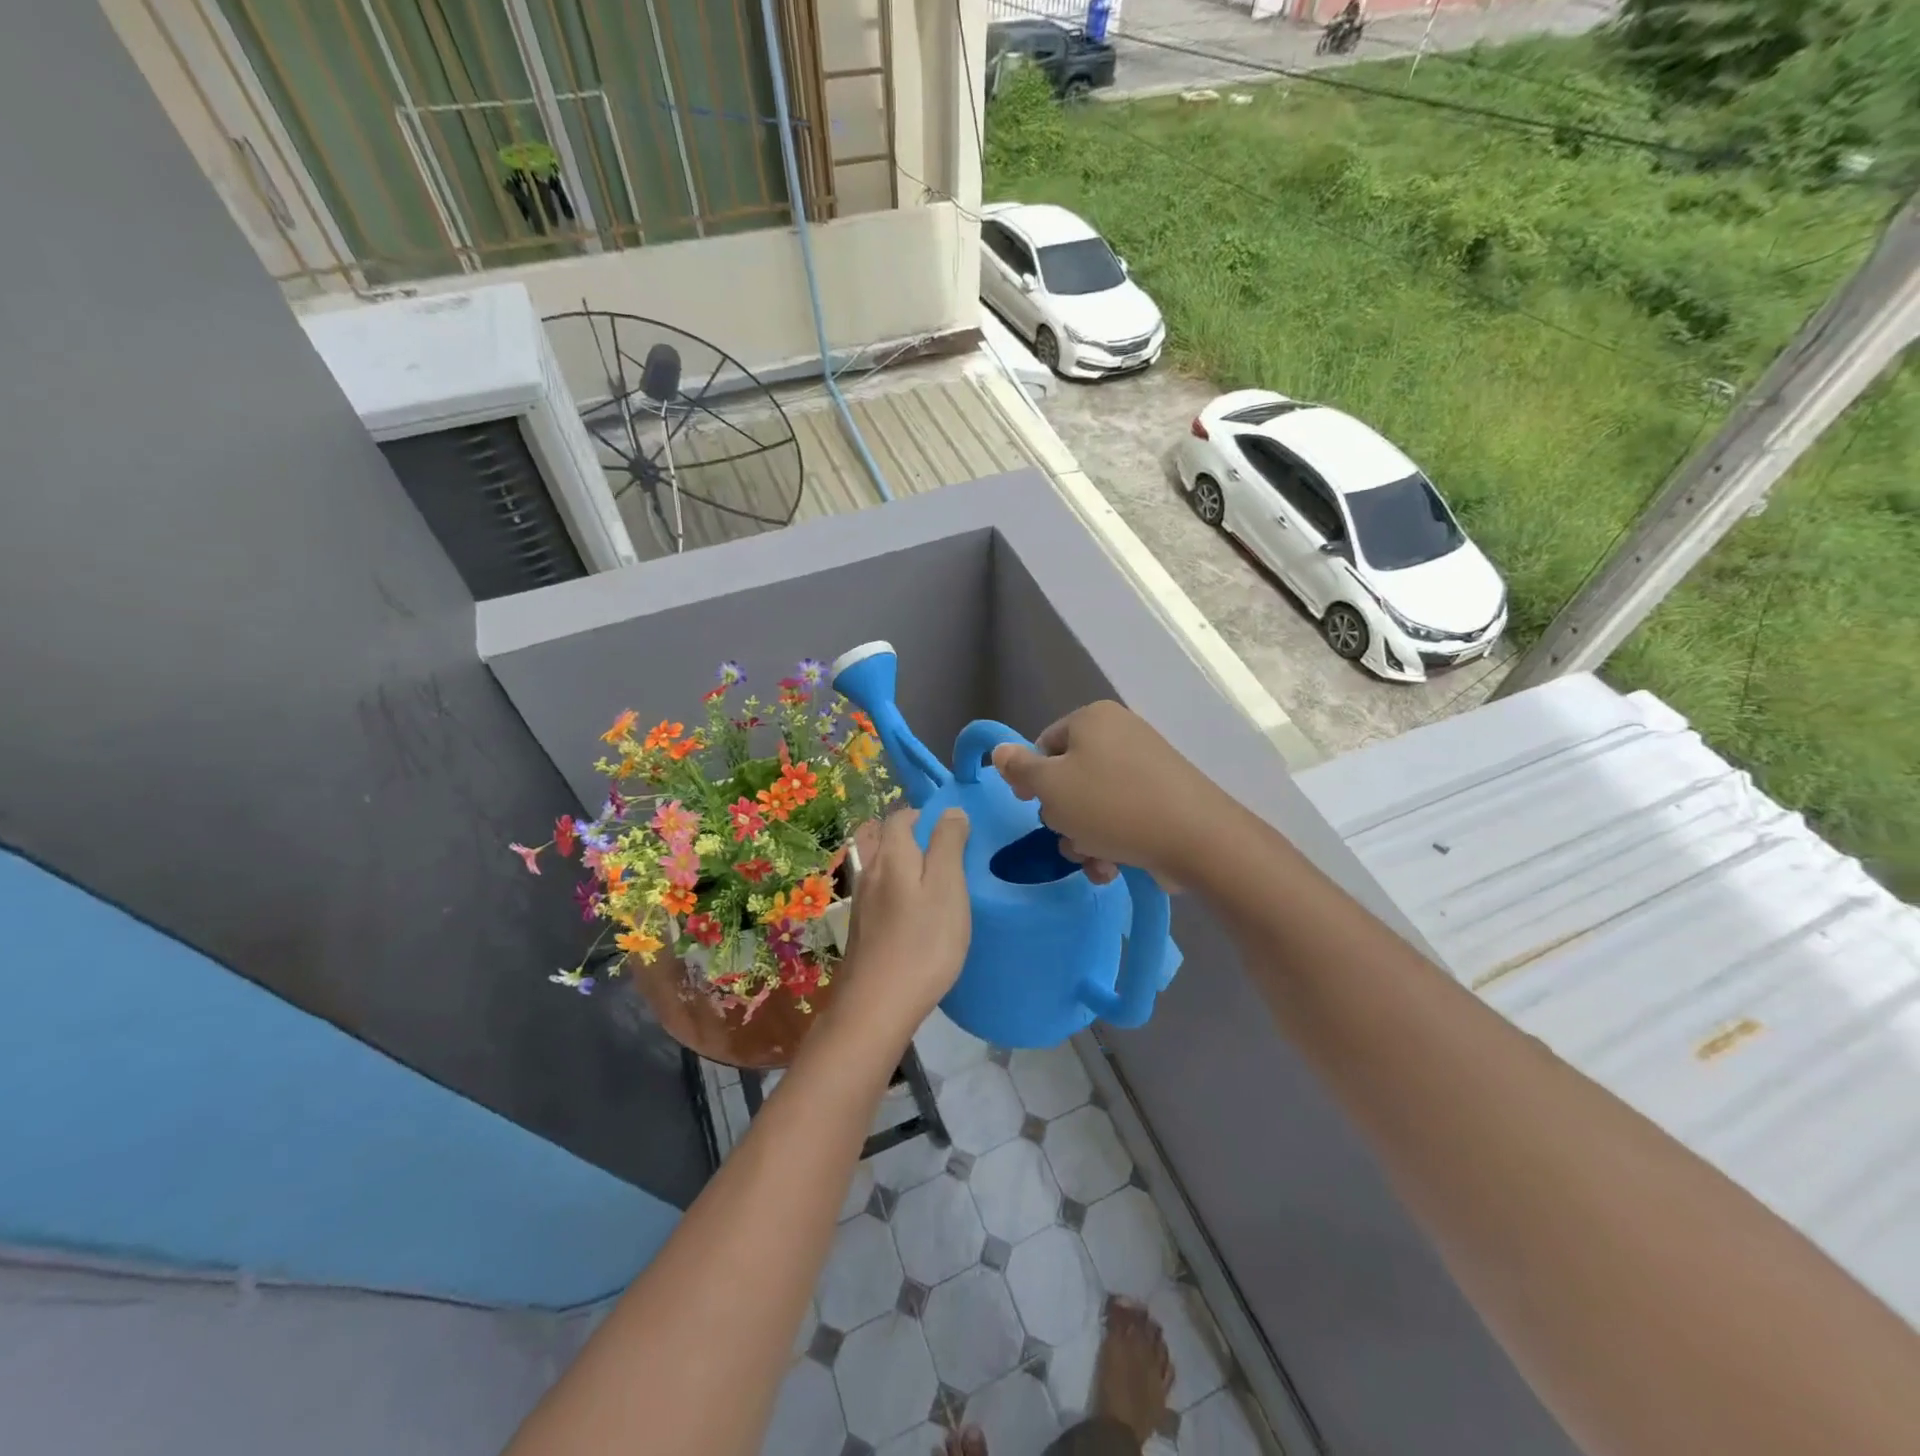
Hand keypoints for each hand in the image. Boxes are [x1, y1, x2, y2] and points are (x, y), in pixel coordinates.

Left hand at [834, 808, 971, 1038]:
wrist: (877, 1006)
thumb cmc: (923, 942)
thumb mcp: (947, 887)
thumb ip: (948, 844)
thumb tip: (950, 811)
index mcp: (891, 856)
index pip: (900, 816)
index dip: (925, 816)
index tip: (954, 833)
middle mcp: (870, 872)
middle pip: (888, 841)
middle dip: (916, 841)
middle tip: (950, 861)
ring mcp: (862, 903)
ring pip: (885, 870)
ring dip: (908, 869)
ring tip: (938, 888)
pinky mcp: (863, 930)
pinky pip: (882, 896)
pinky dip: (900, 895)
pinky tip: (918, 918)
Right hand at [990, 701, 1224, 886]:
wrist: (1196, 838)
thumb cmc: (1111, 805)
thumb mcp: (1051, 787)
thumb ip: (1019, 769)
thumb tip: (999, 750)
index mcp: (1093, 719)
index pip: (1044, 745)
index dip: (1031, 779)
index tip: (1030, 806)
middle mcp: (1121, 734)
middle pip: (1069, 778)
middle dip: (1063, 816)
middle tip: (1070, 835)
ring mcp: (1146, 767)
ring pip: (1094, 804)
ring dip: (1084, 837)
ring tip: (1095, 858)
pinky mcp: (1164, 798)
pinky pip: (1122, 816)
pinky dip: (1112, 841)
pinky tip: (1113, 867)